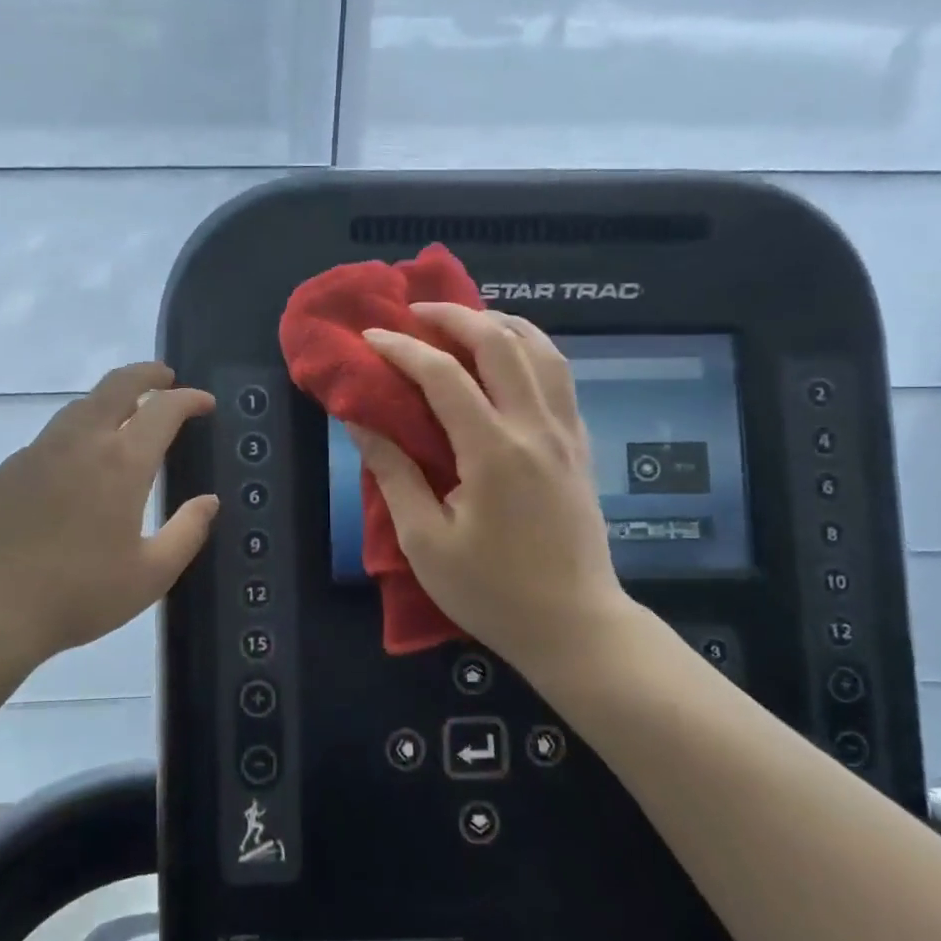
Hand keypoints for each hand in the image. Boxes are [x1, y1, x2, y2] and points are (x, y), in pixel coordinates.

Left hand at [0, 362, 219, 663]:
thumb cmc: (80, 594)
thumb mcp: (150, 575)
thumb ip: (187, 532)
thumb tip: (209, 501)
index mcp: (122, 463)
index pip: (163, 409)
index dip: (189, 399)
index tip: (204, 403)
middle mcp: (81, 442)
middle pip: (117, 385)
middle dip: (147, 374)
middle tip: (166, 379)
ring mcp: (39, 451)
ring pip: (81, 405)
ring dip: (111, 400)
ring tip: (126, 417)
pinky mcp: (10, 468)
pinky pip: (52, 437)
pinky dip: (78, 433)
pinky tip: (78, 465)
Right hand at [349, 305, 645, 679]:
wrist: (576, 627)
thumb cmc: (492, 592)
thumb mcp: (425, 541)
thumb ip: (393, 473)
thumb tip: (360, 422)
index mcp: (494, 452)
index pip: (443, 376)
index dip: (402, 349)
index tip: (370, 338)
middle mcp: (535, 429)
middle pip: (501, 343)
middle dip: (455, 317)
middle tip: (416, 312)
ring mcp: (565, 434)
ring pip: (542, 350)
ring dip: (500, 324)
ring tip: (464, 323)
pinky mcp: (579, 446)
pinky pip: (560, 376)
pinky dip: (530, 350)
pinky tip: (507, 359)